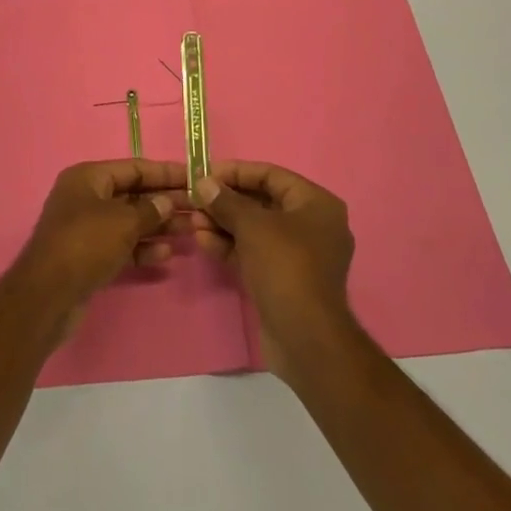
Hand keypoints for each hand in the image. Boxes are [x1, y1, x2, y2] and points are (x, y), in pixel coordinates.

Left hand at [14, 160, 190, 326]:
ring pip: (130, 221)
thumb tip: (167, 202)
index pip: (134, 168)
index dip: (165, 172)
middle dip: (165, 201)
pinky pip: (122, 245)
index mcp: (88, 178)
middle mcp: (86, 197)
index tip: (194, 177)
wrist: (47, 297)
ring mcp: (86, 228)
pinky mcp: (89, 256)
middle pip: (133, 194)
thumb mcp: (122, 222)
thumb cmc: (85, 245)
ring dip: (159, 225)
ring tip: (191, 230)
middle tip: (198, 207)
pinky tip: (166, 254)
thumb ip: (149, 210)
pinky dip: (142, 247)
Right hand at [192, 162, 356, 376]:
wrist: (305, 338)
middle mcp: (312, 224)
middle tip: (196, 200)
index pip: (272, 175)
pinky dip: (232, 246)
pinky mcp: (285, 279)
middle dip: (227, 201)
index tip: (206, 173)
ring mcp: (299, 254)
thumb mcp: (253, 226)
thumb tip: (204, 183)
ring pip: (256, 229)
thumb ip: (227, 201)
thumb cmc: (285, 266)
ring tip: (193, 221)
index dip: (237, 172)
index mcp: (316, 203)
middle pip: (263, 202)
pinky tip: (203, 241)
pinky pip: (256, 252)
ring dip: (224, 223)